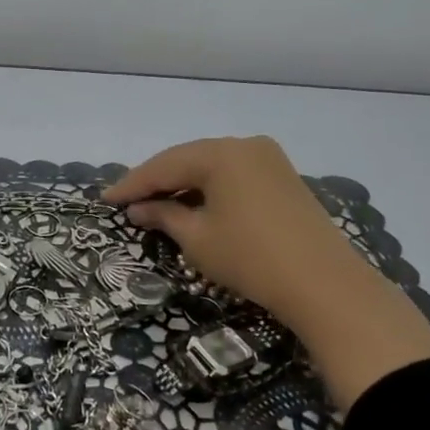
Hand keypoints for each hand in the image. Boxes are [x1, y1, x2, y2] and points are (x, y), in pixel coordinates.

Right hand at [104, 136, 429, 409]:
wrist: (324, 284)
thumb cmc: (250, 258)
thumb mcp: (198, 238)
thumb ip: (164, 215)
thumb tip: (139, 208)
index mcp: (221, 153)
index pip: (164, 165)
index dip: (132, 184)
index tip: (105, 199)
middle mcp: (245, 145)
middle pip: (188, 159)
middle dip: (156, 181)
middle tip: (126, 200)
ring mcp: (269, 159)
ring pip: (212, 166)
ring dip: (183, 184)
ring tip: (154, 204)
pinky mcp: (283, 178)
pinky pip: (233, 175)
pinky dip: (209, 188)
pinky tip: (193, 204)